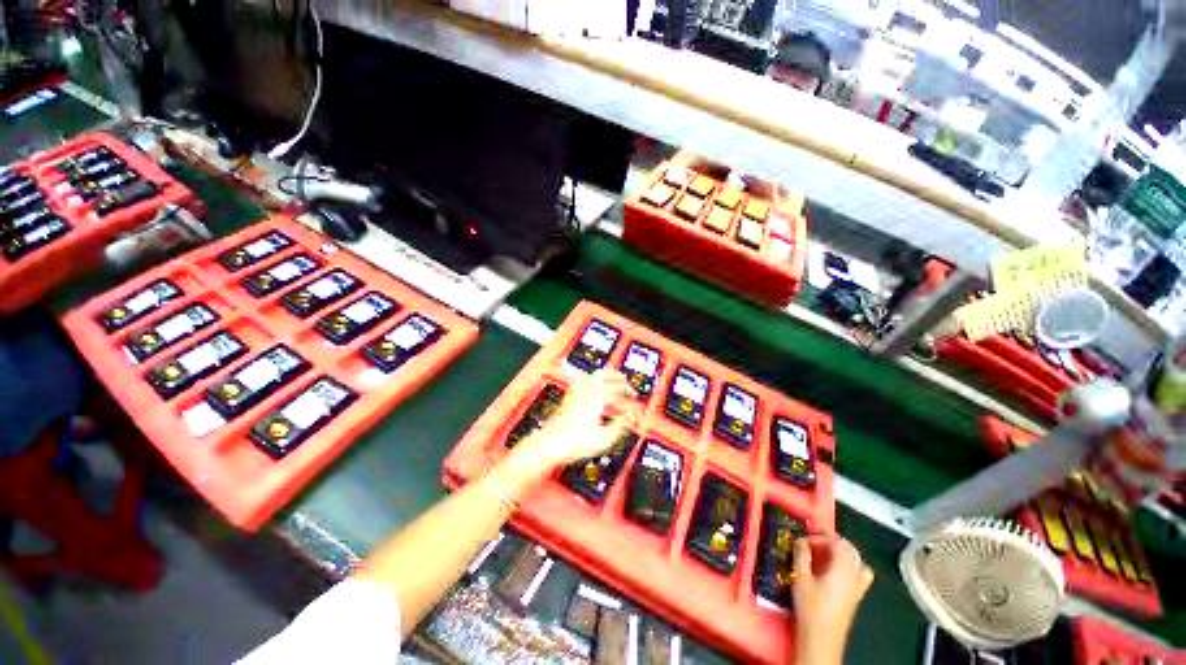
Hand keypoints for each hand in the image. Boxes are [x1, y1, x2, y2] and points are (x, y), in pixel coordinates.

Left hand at [516, 369, 635, 471]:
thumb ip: (619, 427)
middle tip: (622, 378)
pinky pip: (582, 384)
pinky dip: (591, 383)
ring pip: (589, 377)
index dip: (624, 390)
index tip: (631, 393)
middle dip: (613, 375)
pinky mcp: (567, 400)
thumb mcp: (602, 439)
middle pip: (600, 375)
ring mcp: (573, 395)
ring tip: (609, 379)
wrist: (548, 444)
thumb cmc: (572, 443)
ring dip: (601, 377)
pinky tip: (592, 389)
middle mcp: (583, 393)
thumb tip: (628, 418)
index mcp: (594, 399)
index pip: (613, 389)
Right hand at [792, 534, 873, 664]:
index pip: (836, 542)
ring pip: (857, 559)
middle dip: (832, 540)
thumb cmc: (810, 607)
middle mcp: (855, 575)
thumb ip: (801, 555)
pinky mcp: (857, 595)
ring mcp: (859, 586)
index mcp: (843, 569)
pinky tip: (836, 569)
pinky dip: (851, 564)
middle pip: (849, 548)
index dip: (819, 536)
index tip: (804, 540)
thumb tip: (801, 541)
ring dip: (842, 551)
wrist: (821, 638)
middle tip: (813, 540)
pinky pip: (861, 572)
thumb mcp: (800, 577)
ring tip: (826, 552)